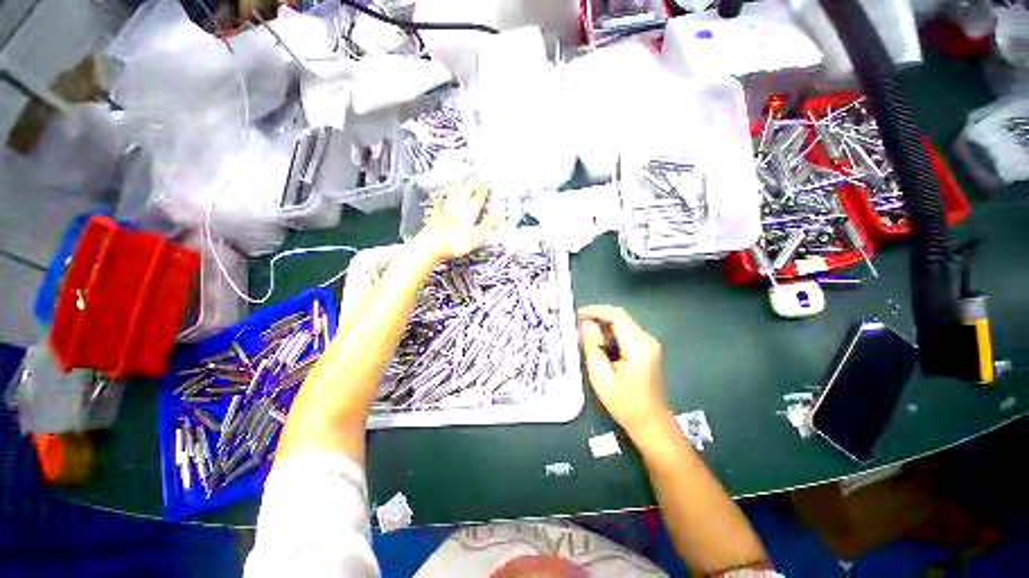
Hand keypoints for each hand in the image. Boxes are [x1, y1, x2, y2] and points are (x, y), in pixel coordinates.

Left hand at [416, 181, 496, 261]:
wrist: (431, 246)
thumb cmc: (456, 243)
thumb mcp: (476, 236)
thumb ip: (487, 224)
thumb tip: (499, 214)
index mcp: (468, 213)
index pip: (477, 199)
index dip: (481, 191)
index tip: (485, 183)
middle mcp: (457, 209)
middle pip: (464, 194)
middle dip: (470, 186)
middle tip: (473, 178)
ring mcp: (444, 212)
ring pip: (452, 196)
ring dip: (456, 188)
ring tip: (458, 180)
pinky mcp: (434, 218)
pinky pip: (439, 205)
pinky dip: (440, 200)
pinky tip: (439, 199)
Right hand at [579, 305, 669, 436]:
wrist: (650, 423)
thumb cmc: (624, 404)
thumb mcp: (601, 377)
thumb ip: (592, 347)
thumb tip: (586, 324)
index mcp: (638, 346)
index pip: (616, 316)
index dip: (595, 311)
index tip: (577, 315)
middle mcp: (646, 339)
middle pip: (620, 316)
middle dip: (597, 317)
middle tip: (578, 326)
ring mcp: (648, 343)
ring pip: (621, 323)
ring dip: (602, 326)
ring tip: (585, 337)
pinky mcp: (646, 348)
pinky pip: (625, 332)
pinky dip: (609, 333)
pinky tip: (598, 344)